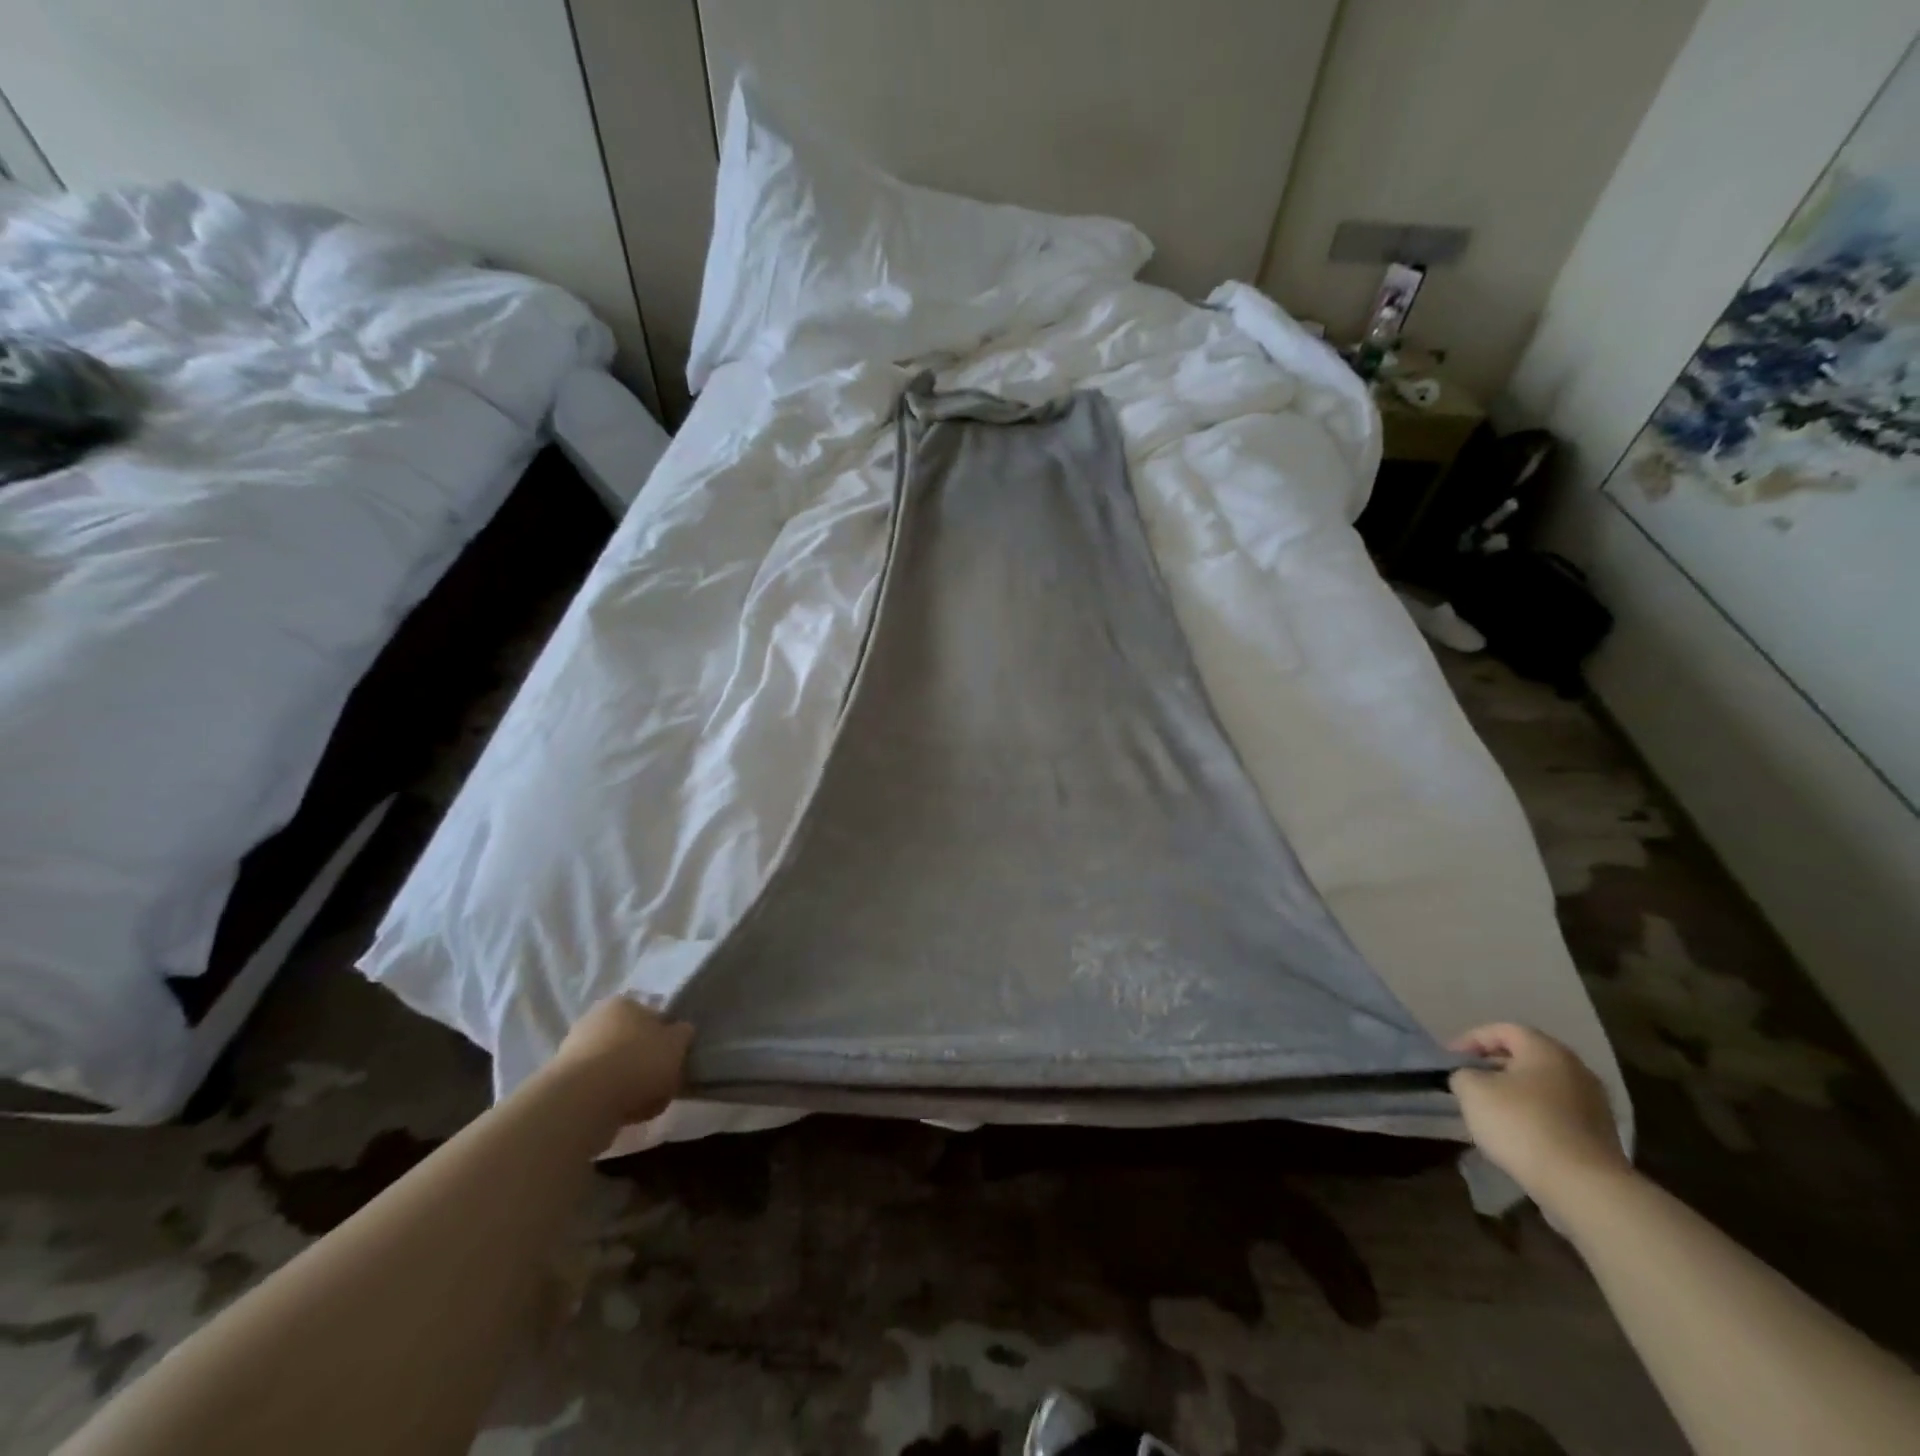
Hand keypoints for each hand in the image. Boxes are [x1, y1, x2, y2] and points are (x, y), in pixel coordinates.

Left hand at [550, 996, 692, 1124]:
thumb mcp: (677, 1043)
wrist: (583, 1103)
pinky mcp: (563, 1086)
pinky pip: (599, 1092)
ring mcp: (574, 1053)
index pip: (652, 1014)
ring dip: (630, 1085)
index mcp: (623, 1003)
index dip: (667, 1036)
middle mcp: (595, 1020)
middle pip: (632, 1042)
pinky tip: (625, 1116)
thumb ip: (683, 1035)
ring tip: (646, 1105)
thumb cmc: (637, 1061)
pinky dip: (612, 1102)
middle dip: (647, 1062)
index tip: (676, 1057)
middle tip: (663, 1082)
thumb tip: (681, 1032)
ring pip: (616, 1069)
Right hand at [1448, 1023, 1629, 1201]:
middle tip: (1467, 1081)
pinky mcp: (1600, 1136)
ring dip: (1514, 1092)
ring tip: (1488, 1109)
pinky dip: (1533, 1115)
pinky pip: (1557, 1113)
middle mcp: (1576, 1069)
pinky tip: (1516, 1133)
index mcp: (1546, 1050)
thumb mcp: (1472, 1090)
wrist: (1584, 1187)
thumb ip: (1463, 1073)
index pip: (1502, 1030)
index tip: (1449, 1060)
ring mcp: (1594, 1104)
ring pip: (1542, 1086)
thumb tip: (1470, 1078)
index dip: (1470, 1040)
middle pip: (1525, 1057)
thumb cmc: (1522, 1125)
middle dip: (1493, 1066)